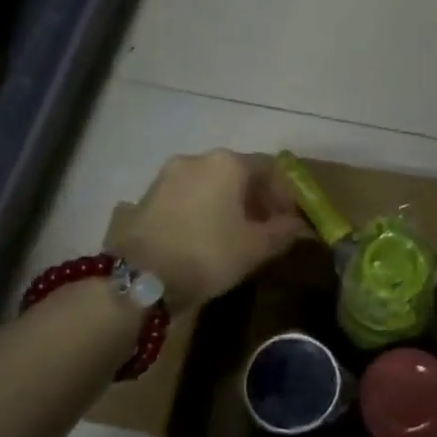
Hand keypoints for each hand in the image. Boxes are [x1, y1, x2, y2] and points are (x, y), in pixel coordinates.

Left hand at [111, 151, 304, 311]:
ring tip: (236, 235)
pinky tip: (206, 237)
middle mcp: (198, 159)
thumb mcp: (255, 248)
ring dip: (229, 203)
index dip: (285, 193)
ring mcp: (168, 175)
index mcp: (228, 163)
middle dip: (256, 198)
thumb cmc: (207, 254)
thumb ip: (282, 232)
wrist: (139, 277)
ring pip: (211, 183)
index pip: (269, 167)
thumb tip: (297, 225)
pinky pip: (188, 195)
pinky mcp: (148, 195)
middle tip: (265, 228)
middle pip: (239, 172)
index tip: (289, 221)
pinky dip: (204, 209)